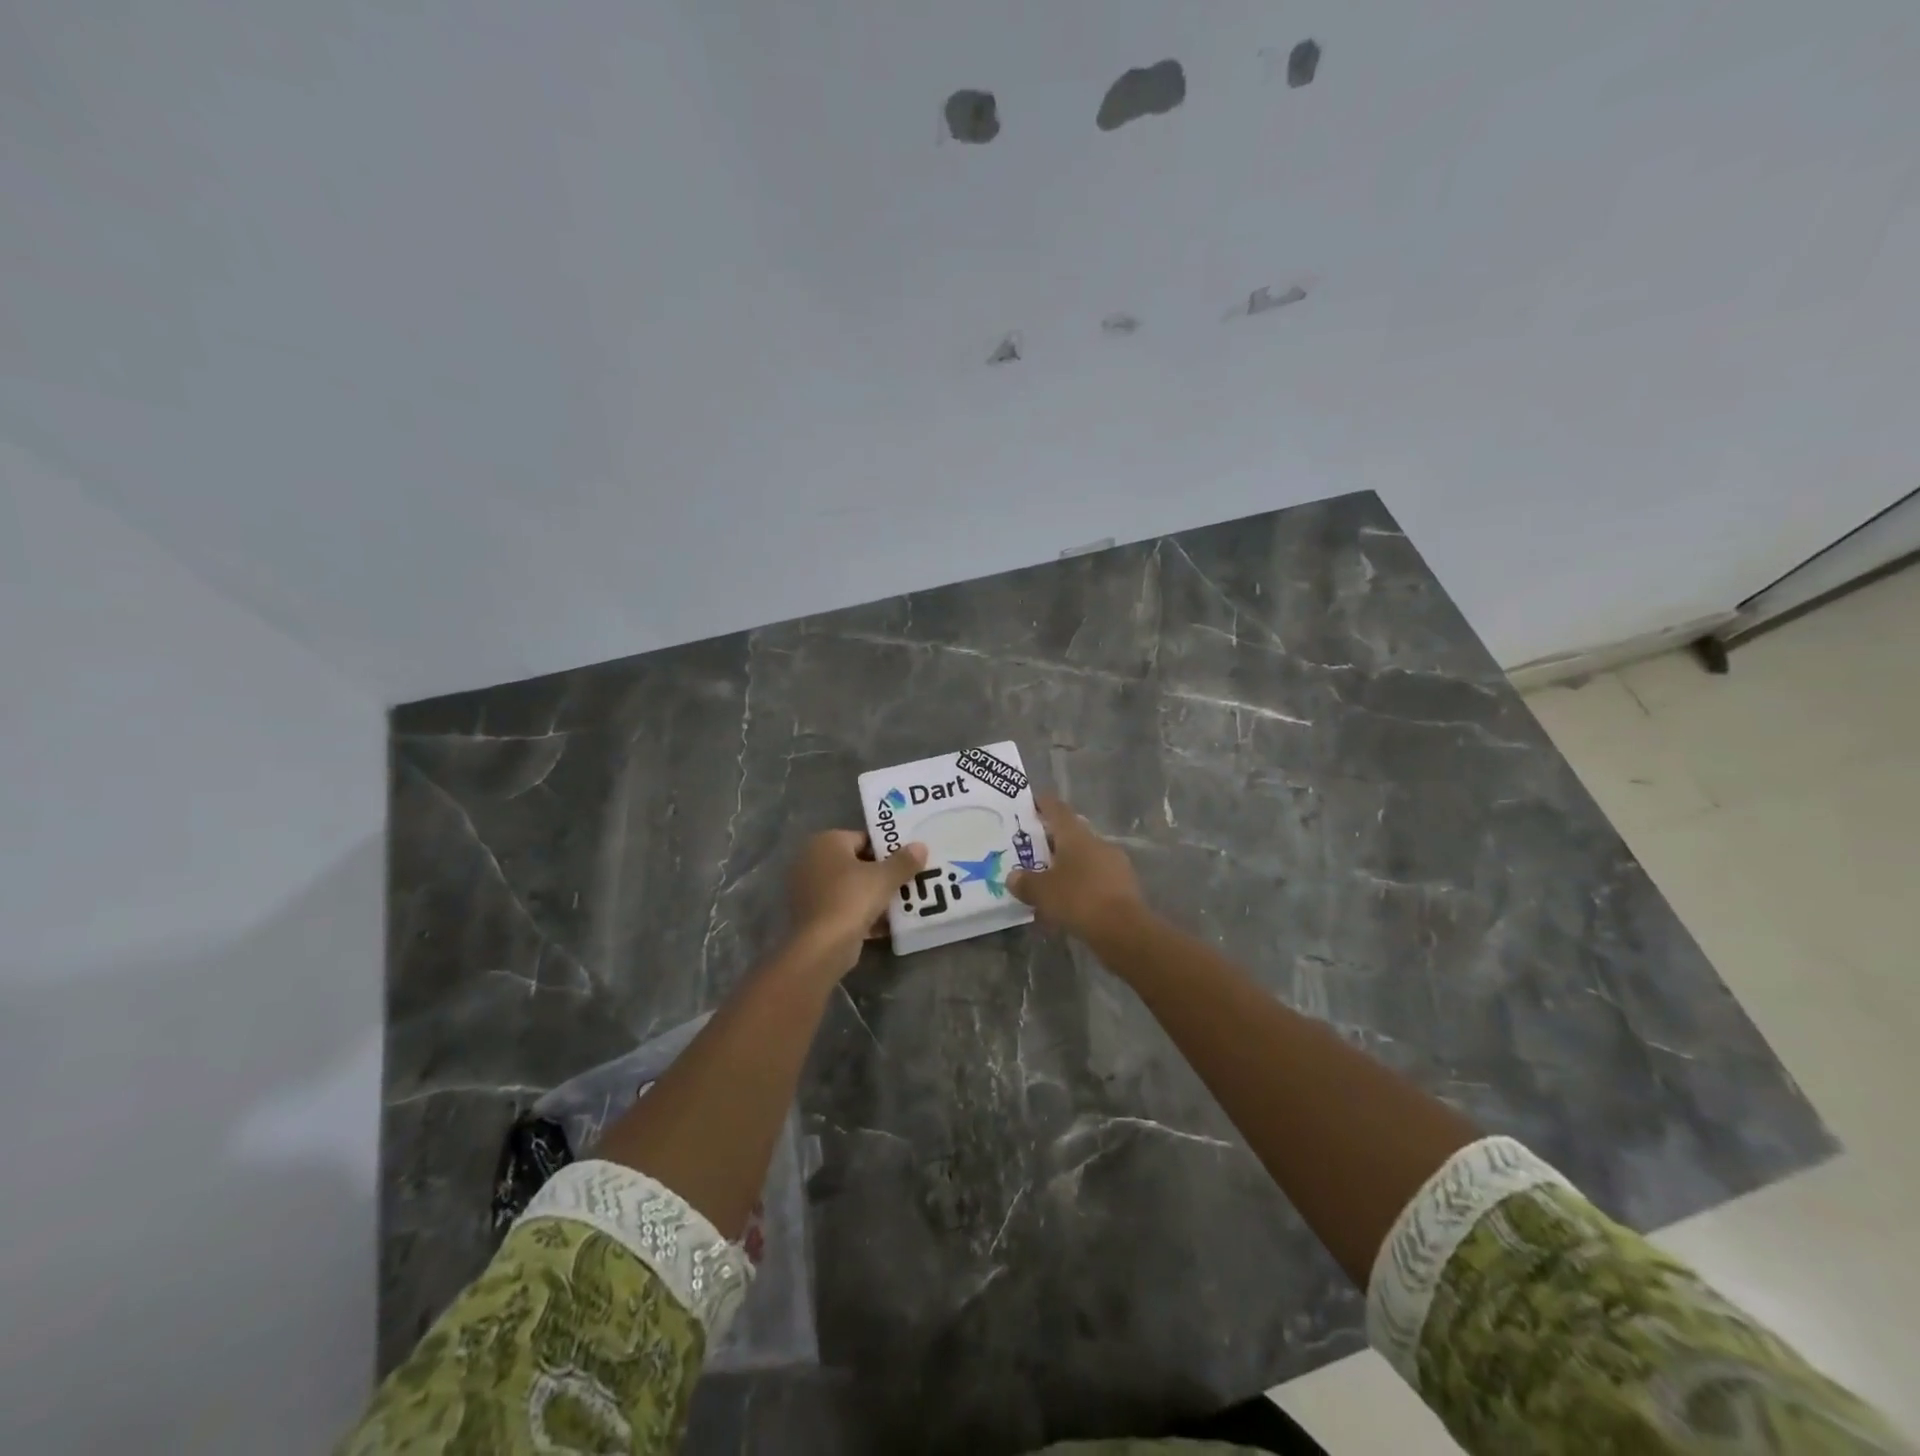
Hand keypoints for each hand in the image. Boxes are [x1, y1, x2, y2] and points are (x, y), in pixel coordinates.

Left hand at [786, 830, 927, 972]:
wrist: (822, 947)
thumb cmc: (852, 899)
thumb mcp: (884, 878)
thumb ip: (904, 861)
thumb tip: (921, 846)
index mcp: (826, 842)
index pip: (863, 838)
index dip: (888, 849)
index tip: (908, 862)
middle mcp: (812, 860)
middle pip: (856, 863)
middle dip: (881, 873)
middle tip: (908, 881)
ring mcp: (809, 889)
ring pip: (850, 888)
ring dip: (873, 896)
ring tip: (902, 903)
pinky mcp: (812, 915)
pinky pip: (843, 908)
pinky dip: (861, 914)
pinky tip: (886, 925)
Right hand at [1007, 795, 1148, 942]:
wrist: (1124, 930)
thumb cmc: (1078, 900)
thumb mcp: (1042, 892)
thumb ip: (1025, 882)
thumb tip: (1013, 877)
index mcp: (1076, 835)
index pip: (1057, 809)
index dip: (1042, 804)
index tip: (1030, 803)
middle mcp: (1097, 842)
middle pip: (1071, 833)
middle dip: (1051, 841)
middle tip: (1031, 850)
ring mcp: (1114, 863)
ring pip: (1084, 857)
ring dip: (1066, 865)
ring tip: (1047, 881)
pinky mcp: (1124, 885)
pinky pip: (1095, 878)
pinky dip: (1080, 884)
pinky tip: (1068, 902)